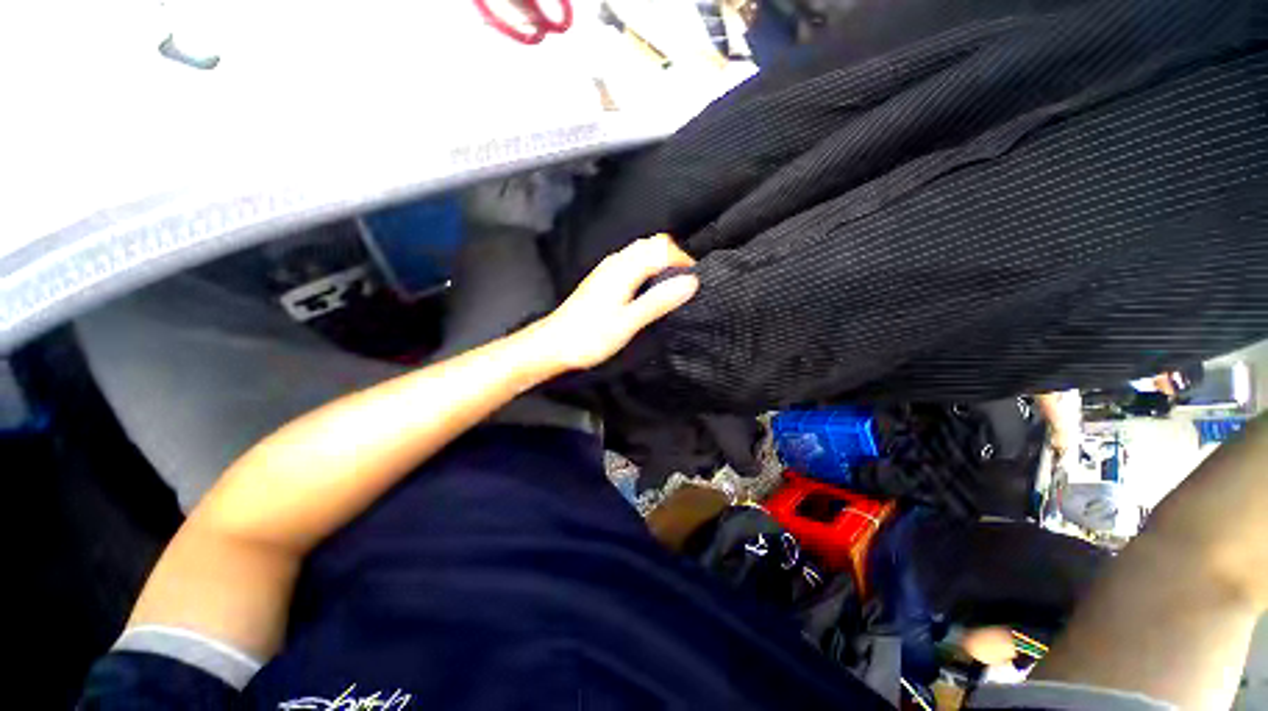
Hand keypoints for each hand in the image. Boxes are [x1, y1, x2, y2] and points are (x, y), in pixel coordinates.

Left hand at [534, 234, 698, 370]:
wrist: (553, 344)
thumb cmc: (590, 337)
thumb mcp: (628, 323)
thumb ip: (658, 301)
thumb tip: (691, 282)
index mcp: (624, 269)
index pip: (663, 249)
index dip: (683, 261)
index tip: (695, 282)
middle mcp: (616, 263)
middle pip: (651, 244)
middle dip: (673, 256)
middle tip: (685, 282)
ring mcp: (607, 270)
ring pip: (641, 252)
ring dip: (661, 261)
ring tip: (672, 285)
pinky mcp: (602, 280)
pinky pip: (632, 262)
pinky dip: (648, 268)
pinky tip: (649, 289)